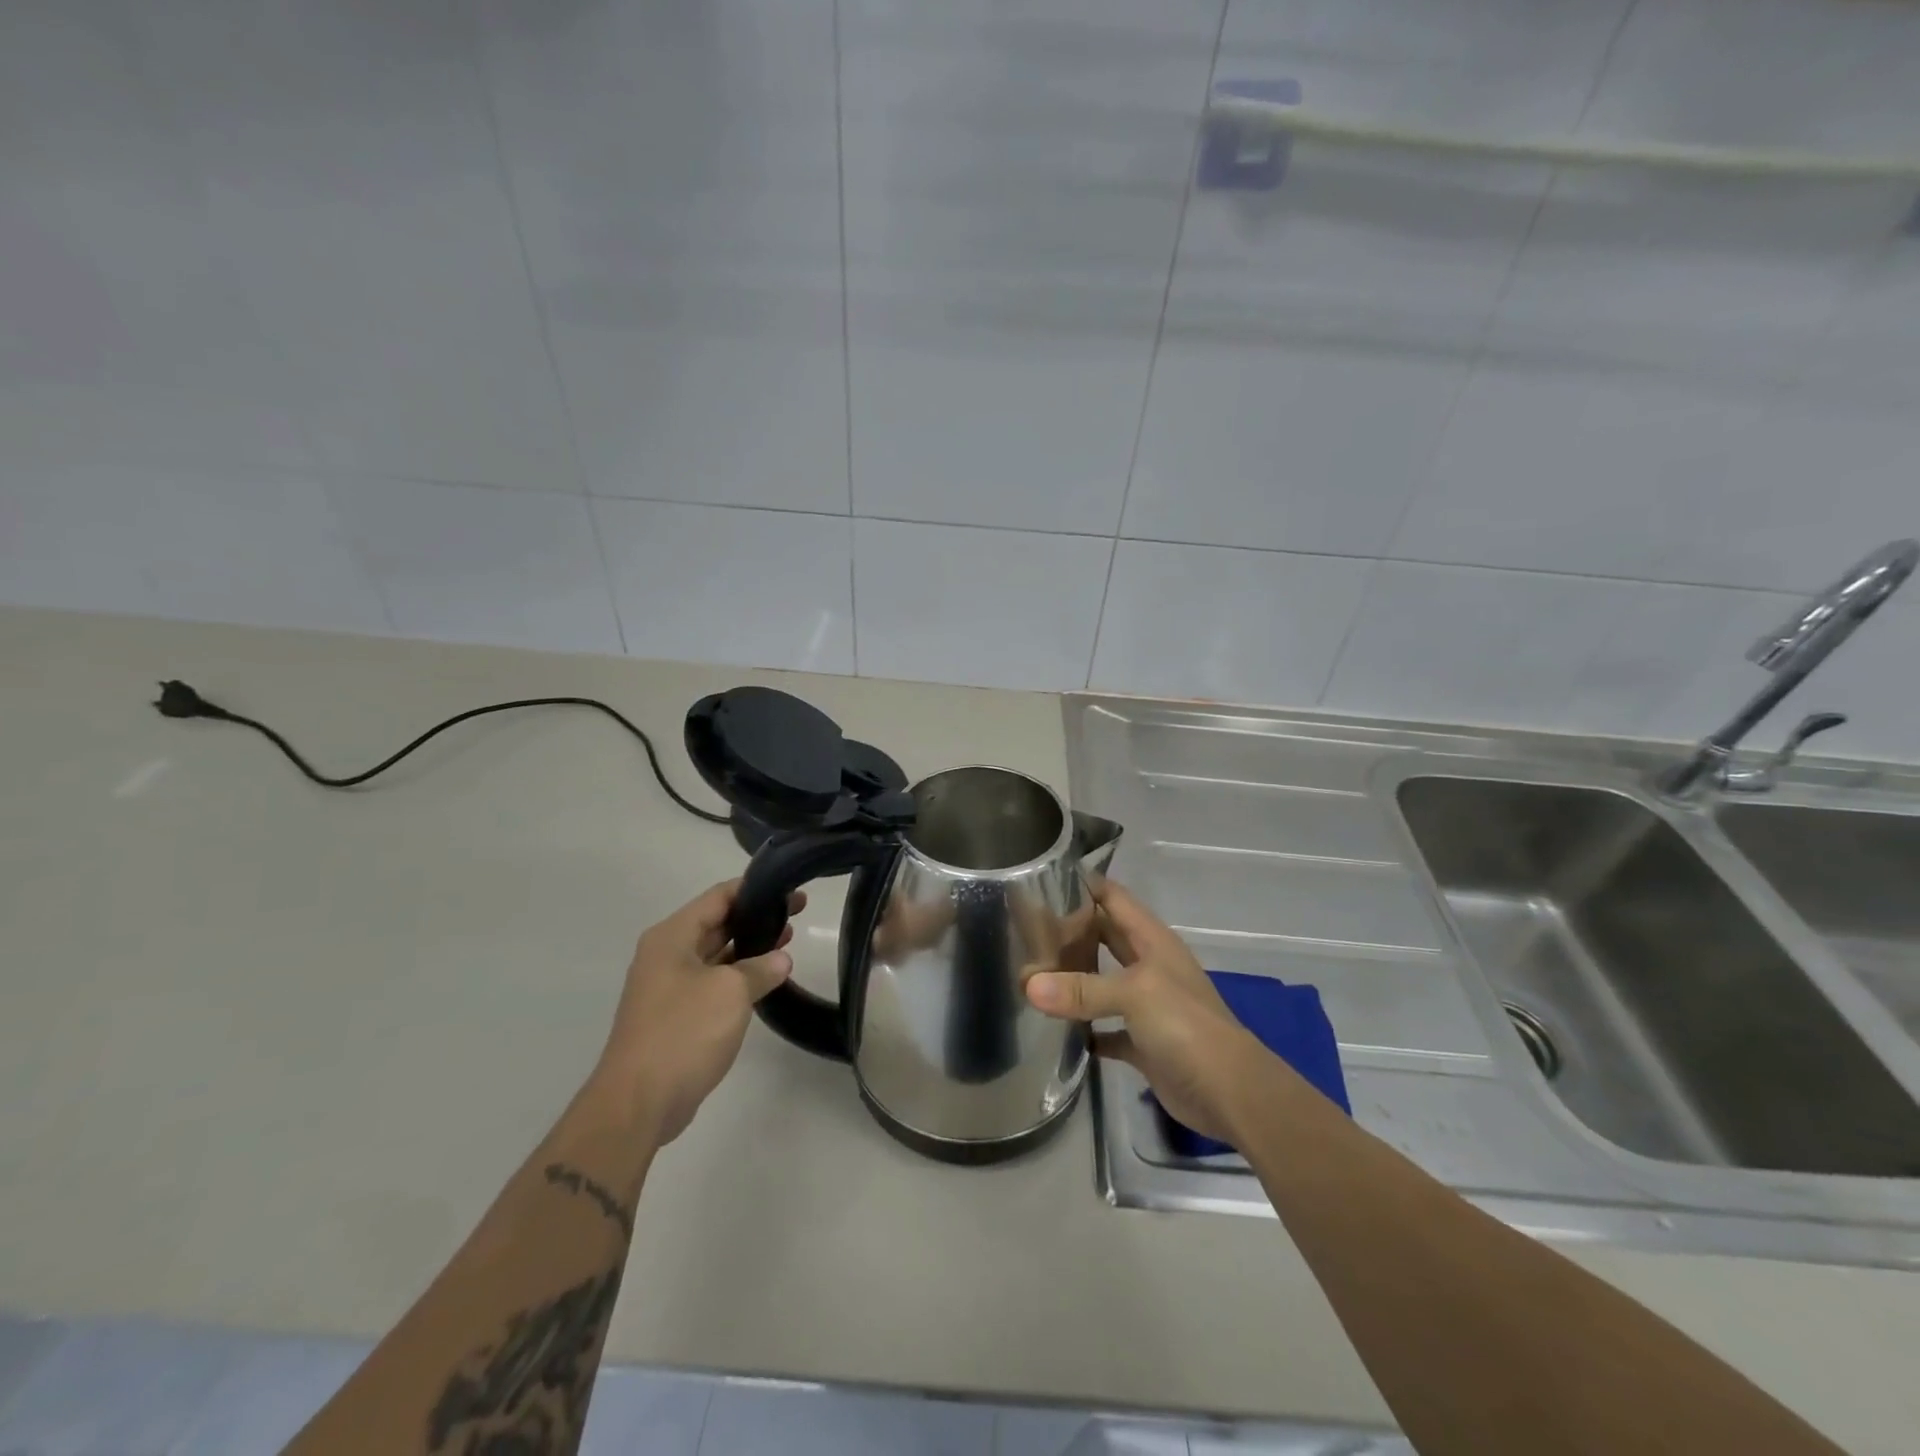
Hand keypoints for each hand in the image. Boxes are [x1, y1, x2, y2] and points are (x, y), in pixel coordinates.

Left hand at [592, 879, 802, 1144]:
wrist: (638, 1102)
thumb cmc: (683, 1032)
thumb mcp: (731, 992)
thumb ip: (761, 968)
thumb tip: (780, 959)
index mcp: (672, 937)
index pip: (718, 897)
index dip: (755, 889)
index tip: (788, 887)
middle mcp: (666, 954)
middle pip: (717, 923)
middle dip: (755, 917)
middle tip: (796, 913)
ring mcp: (669, 986)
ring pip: (716, 954)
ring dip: (749, 947)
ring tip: (788, 941)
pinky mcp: (675, 1015)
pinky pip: (712, 982)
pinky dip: (738, 975)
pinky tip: (766, 979)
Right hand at [1024, 880, 1266, 1143]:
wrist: (1230, 1093)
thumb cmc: (1186, 1026)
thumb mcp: (1134, 994)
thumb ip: (1082, 988)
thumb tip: (1028, 985)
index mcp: (1152, 941)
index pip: (1113, 898)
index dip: (1083, 885)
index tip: (1041, 881)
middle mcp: (1149, 966)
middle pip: (1104, 937)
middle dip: (1070, 931)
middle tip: (1025, 928)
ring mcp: (1147, 1005)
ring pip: (1102, 981)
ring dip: (1073, 978)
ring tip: (1029, 973)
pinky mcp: (1143, 1043)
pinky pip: (1105, 1029)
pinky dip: (1084, 1029)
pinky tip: (1054, 1029)